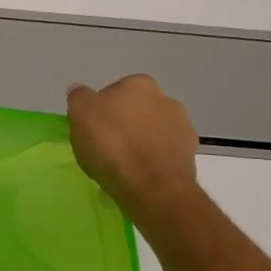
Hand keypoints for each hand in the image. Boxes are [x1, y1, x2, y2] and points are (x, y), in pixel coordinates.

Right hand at [67, 74, 200, 224]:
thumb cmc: (111, 143)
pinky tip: (140, 174)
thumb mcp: (80, 114)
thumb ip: (79, 97)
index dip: (100, 111)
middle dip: (124, 124)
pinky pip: (164, 152)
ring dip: (141, 141)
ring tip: (123, 164)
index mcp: (138, 84)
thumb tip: (80, 90)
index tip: (91, 129)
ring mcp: (183, 126)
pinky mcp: (190, 154)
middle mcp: (166, 99)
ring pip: (152, 131)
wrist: (151, 186)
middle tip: (105, 146)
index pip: (113, 92)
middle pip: (136, 110)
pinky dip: (153, 159)